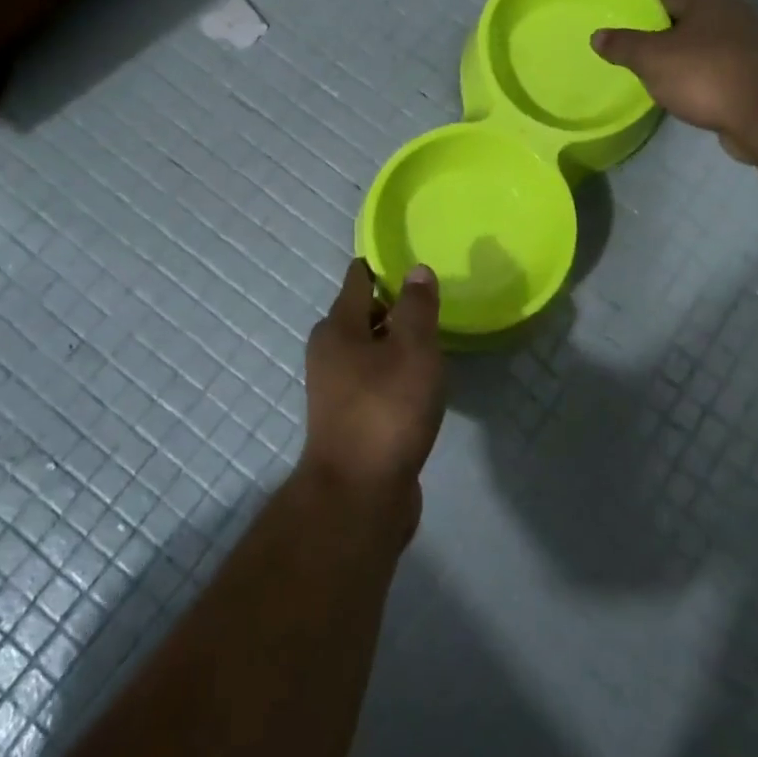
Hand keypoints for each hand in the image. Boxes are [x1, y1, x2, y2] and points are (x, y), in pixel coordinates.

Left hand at [300, 258, 445, 538]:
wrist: (359, 495)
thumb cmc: (386, 410)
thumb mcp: (412, 350)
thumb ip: (417, 308)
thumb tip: (417, 270)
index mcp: (337, 328)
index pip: (357, 280)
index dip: (381, 267)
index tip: (407, 261)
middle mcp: (329, 353)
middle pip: (359, 315)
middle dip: (389, 305)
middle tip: (427, 300)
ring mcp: (335, 390)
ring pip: (367, 350)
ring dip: (392, 342)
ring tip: (429, 338)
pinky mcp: (349, 419)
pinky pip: (373, 380)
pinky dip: (392, 373)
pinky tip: (418, 382)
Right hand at [592, 0, 757, 161]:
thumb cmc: (706, 72)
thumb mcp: (653, 57)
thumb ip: (624, 45)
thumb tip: (597, 36)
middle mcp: (729, 11)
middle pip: (692, 2)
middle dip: (663, 12)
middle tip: (631, 26)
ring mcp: (743, 43)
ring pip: (703, 34)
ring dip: (678, 42)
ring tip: (647, 57)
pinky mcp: (747, 74)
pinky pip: (712, 62)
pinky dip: (692, 67)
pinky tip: (673, 83)